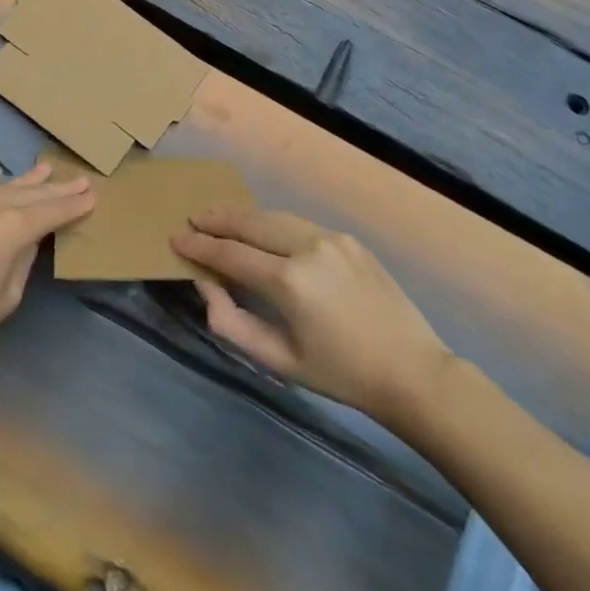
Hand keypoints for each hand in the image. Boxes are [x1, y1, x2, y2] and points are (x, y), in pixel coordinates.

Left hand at [0, 163, 93, 381]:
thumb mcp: (5, 297)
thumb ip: (22, 260)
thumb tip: (28, 240)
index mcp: (11, 228)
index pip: (51, 212)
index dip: (73, 206)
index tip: (93, 196)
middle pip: (31, 195)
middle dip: (57, 189)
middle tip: (82, 181)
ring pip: (3, 188)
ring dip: (27, 181)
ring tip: (48, 170)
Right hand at [172, 205, 455, 429]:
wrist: (413, 372)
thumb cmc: (341, 374)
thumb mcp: (279, 360)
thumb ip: (232, 321)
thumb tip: (204, 283)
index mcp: (289, 282)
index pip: (231, 253)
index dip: (199, 245)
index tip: (176, 239)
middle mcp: (308, 248)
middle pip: (250, 222)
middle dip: (217, 218)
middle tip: (192, 218)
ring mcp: (331, 238)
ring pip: (273, 216)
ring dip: (243, 215)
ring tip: (219, 216)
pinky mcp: (348, 238)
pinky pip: (298, 223)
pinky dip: (272, 222)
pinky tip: (261, 229)